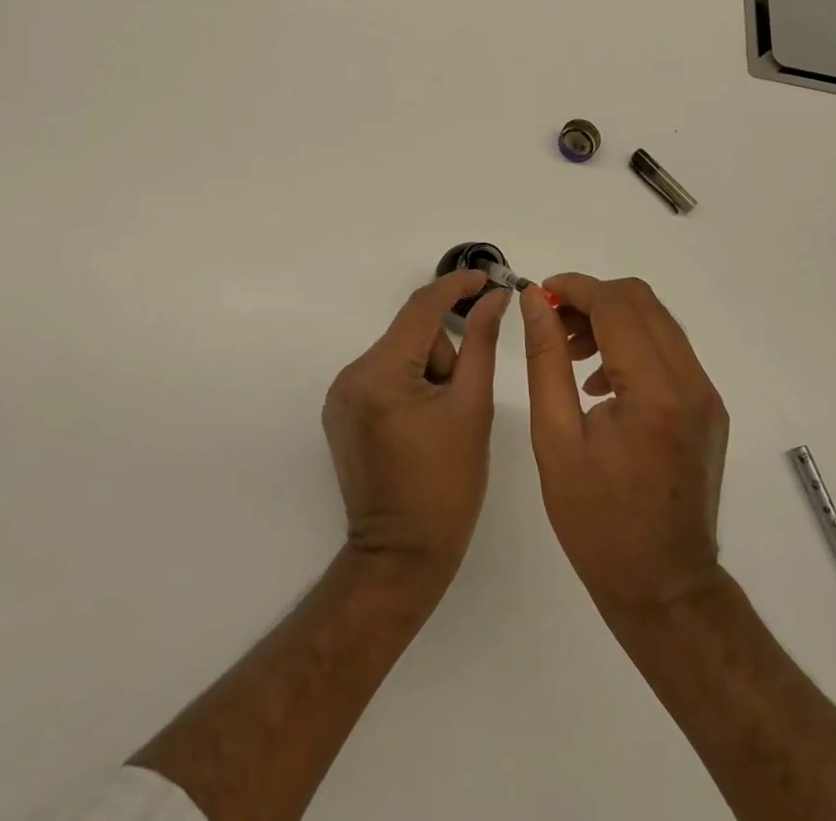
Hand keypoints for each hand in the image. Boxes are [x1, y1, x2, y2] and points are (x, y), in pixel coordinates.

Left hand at [322, 271, 509, 592]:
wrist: (401, 557)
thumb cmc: (447, 486)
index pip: (421, 307)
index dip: (456, 286)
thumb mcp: (472, 408)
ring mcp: (340, 394)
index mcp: (381, 374)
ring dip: (427, 371)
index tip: (488, 278)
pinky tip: (420, 423)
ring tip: (440, 421)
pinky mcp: (339, 411)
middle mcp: (351, 375)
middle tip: (461, 400)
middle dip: (443, 354)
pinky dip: (407, 384)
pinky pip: (382, 374)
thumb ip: (482, 343)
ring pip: (399, 353)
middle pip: (411, 334)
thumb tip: (496, 298)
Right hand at [519, 274, 728, 622]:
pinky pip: (669, 351)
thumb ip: (546, 359)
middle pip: (642, 302)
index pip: (616, 305)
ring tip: (571, 353)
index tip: (539, 294)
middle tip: (552, 324)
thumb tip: (536, 301)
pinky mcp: (708, 409)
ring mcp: (706, 395)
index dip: (574, 288)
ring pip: (657, 321)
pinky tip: (600, 381)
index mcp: (654, 391)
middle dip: (592, 299)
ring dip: (612, 319)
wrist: (664, 588)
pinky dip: (632, 344)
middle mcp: (691, 383)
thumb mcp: (555, 438)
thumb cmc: (597, 522)